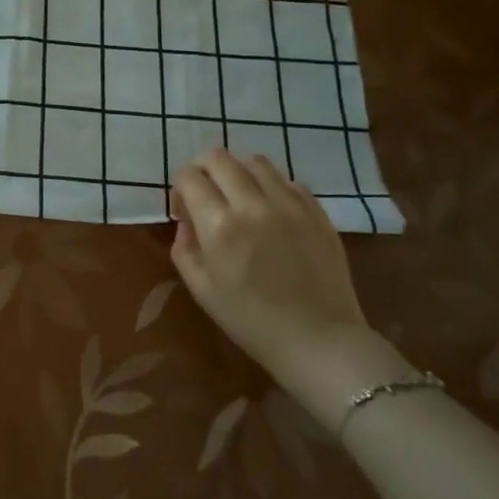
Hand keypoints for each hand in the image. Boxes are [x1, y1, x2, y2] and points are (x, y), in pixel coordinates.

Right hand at [170, 149, 407, 424]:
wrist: (319, 341)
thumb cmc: (251, 322)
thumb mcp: (201, 290)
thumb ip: (184, 247)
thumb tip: (187, 221)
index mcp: (220, 226)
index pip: (189, 176)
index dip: (179, 188)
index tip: (184, 211)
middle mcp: (254, 205)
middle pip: (219, 157)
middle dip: (202, 169)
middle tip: (204, 194)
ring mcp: (291, 205)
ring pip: (255, 161)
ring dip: (237, 171)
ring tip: (237, 196)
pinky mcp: (317, 211)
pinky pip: (288, 180)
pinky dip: (270, 185)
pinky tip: (269, 209)